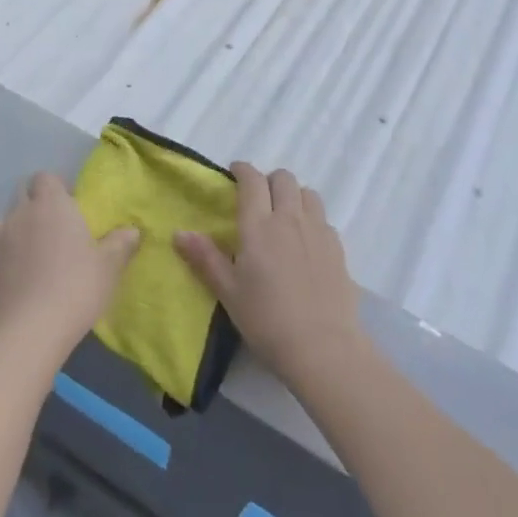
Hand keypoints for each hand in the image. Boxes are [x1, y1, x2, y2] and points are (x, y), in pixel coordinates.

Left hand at [0, 172, 138, 363]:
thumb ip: (121, 244)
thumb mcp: (109, 266)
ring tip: (28, 255)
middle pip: (20, 195)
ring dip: (11, 234)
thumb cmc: (77, 287)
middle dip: (32, 204)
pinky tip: (1, 281)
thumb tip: (132, 231)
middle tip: (52, 228)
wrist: (32, 330)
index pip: (45, 177)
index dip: (56, 188)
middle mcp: (18, 216)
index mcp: (51, 205)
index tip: (70, 206)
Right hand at [174, 164, 363, 391]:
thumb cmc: (266, 320)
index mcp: (259, 226)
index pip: (252, 181)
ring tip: (284, 216)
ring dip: (294, 195)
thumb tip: (179, 232)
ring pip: (308, 193)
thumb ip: (205, 258)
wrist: (322, 346)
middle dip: (269, 180)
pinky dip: (311, 218)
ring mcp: (318, 231)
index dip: (242, 170)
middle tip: (258, 199)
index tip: (234, 172)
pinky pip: (323, 218)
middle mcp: (290, 219)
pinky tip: (305, 242)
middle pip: (283, 178)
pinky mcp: (338, 247)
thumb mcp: (228, 292)